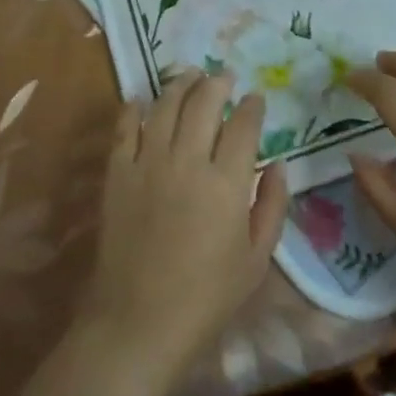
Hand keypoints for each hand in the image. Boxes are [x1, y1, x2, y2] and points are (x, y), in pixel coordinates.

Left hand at [80, 71, 289, 391]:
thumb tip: (278, 164)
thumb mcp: (257, 259)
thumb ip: (273, 206)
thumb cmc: (206, 297)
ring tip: (189, 74)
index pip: (243, 125)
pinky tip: (142, 100)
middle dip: (217, 82)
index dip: (252, 105)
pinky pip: (125, 128)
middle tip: (223, 76)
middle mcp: (188, 160)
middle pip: (204, 102)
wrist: (138, 322)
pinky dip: (135, 108)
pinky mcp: (117, 173)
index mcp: (227, 182)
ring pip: (165, 105)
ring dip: (180, 83)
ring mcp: (148, 163)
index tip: (255, 98)